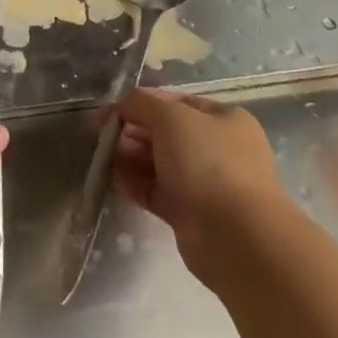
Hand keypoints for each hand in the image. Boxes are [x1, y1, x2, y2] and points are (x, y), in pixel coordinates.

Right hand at [111, 88, 285, 281]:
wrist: (235, 236)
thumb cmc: (207, 163)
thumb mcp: (172, 118)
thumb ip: (142, 104)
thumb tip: (122, 103)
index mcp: (224, 120)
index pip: (176, 101)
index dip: (141, 102)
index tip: (109, 110)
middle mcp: (217, 148)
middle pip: (165, 133)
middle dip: (133, 130)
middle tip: (102, 134)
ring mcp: (204, 183)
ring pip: (159, 163)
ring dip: (129, 156)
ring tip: (102, 155)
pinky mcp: (189, 212)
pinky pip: (156, 191)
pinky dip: (134, 183)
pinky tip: (112, 178)